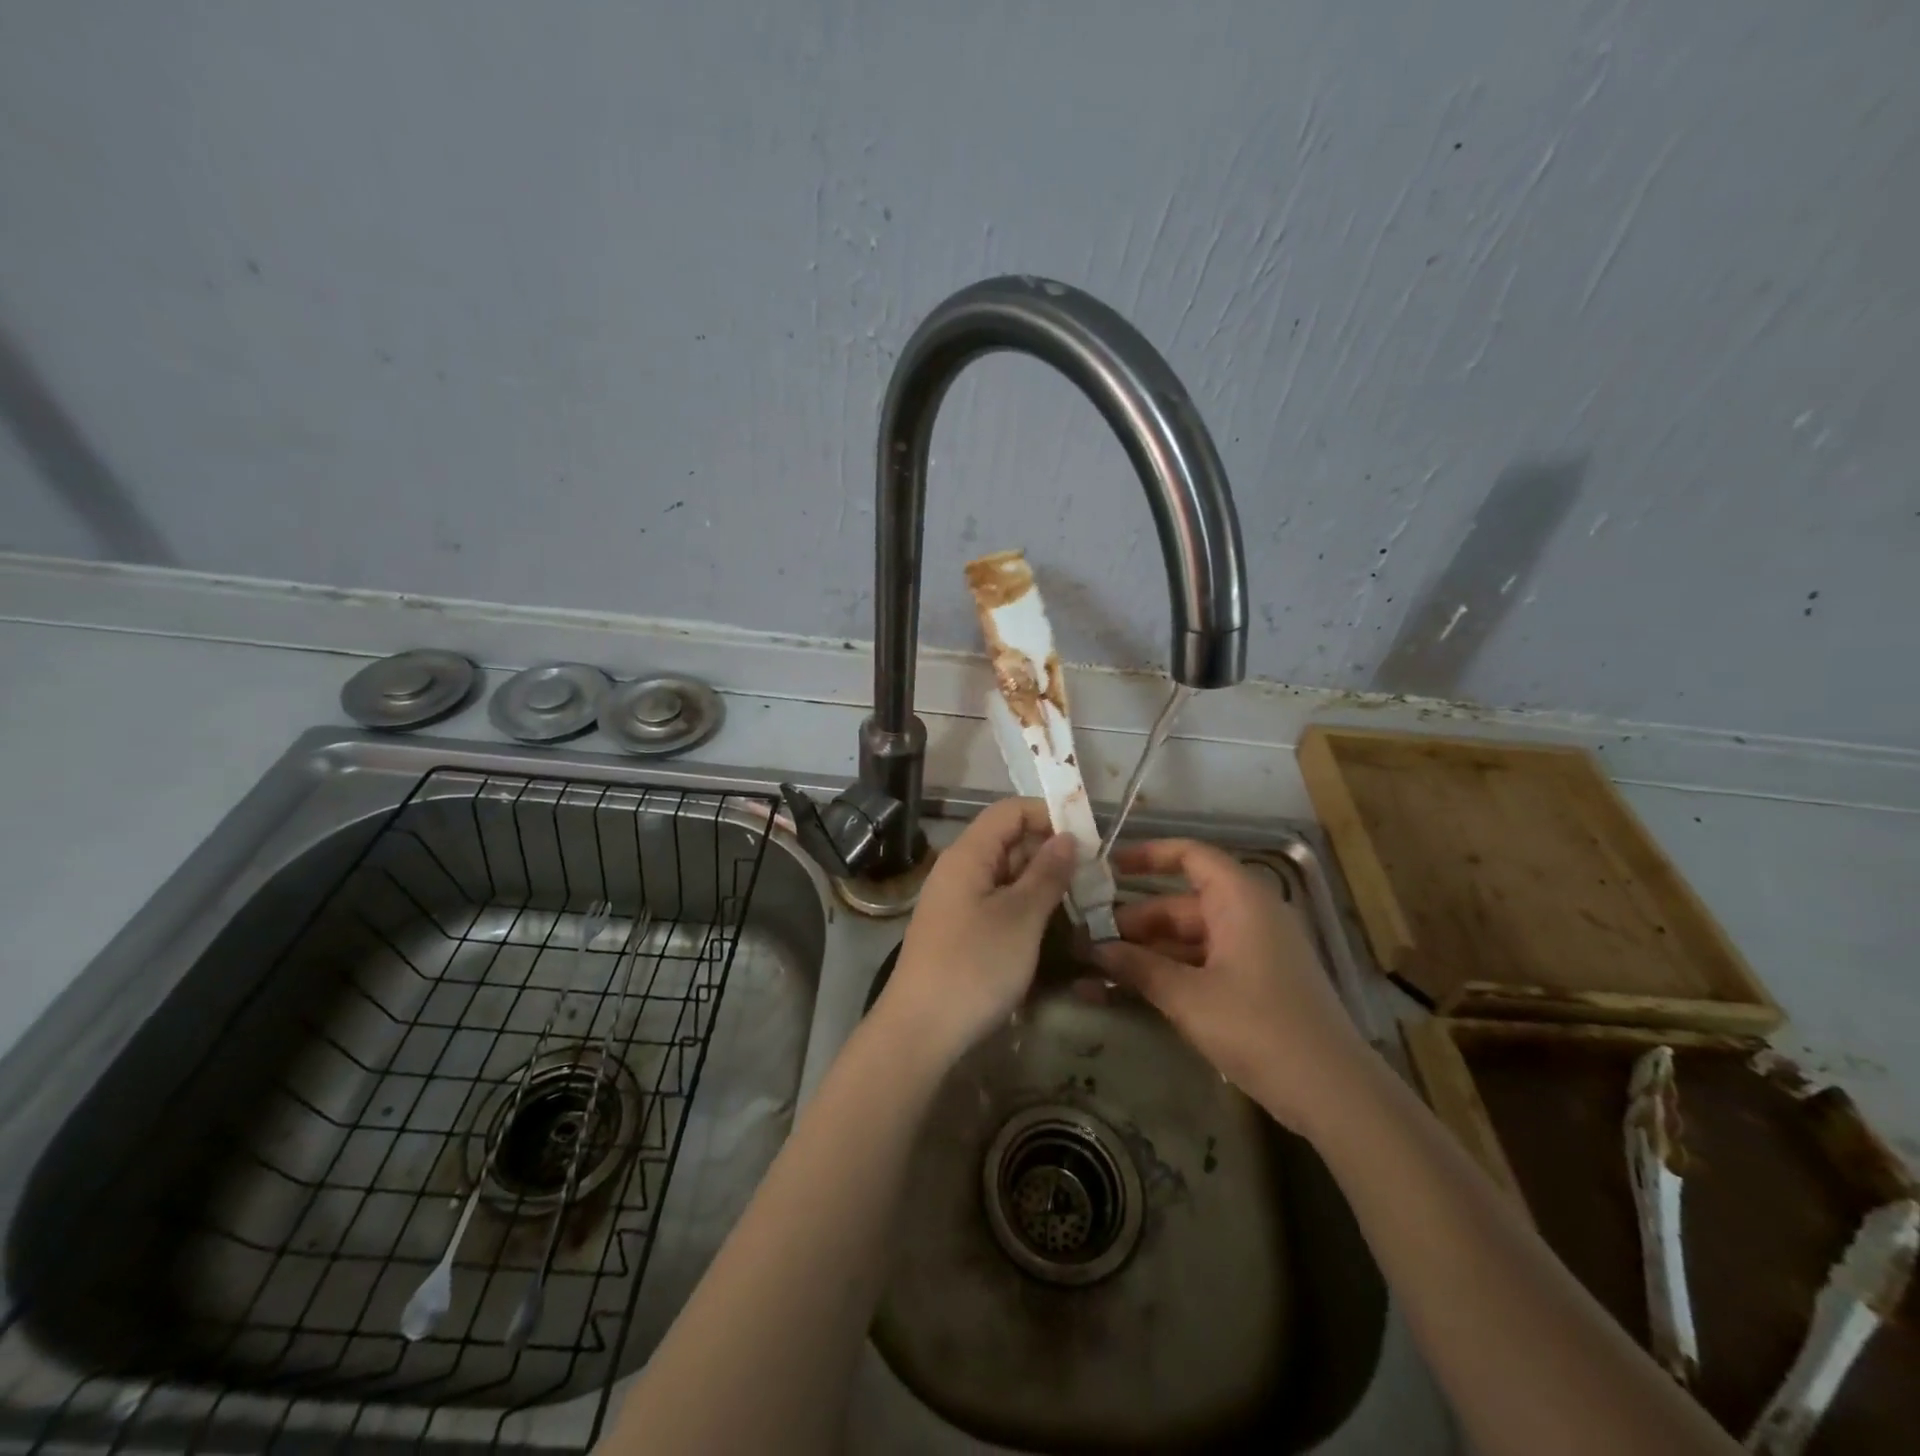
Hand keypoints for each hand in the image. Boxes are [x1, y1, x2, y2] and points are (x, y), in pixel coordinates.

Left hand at [876, 797, 1079, 1065]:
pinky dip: (1025, 904)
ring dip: (1041, 880)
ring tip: (1081, 899)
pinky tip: (1051, 923)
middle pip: (1008, 840)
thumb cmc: (974, 967)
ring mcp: (956, 900)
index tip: (1088, 837)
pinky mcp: (959, 929)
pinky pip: (996, 901)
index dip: (1048, 814)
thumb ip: (1047, 873)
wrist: (920, 1031)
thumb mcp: (1021, 918)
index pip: (1010, 811)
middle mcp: (958, 869)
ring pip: (1005, 873)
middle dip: (1050, 850)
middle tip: (1093, 874)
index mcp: (968, 854)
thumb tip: (1067, 837)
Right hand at [1091, 838, 1370, 1131]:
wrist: (1334, 1094)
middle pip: (1181, 904)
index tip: (1106, 868)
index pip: (1191, 856)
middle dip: (1134, 922)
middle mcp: (1248, 915)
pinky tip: (1130, 993)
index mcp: (1240, 900)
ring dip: (1146, 953)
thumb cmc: (1258, 1027)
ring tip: (1097, 971)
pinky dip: (1170, 973)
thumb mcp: (1188, 997)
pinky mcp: (1256, 983)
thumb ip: (1138, 968)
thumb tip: (1093, 950)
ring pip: (1188, 938)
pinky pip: (1202, 964)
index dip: (1148, 855)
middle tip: (1088, 940)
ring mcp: (1254, 951)